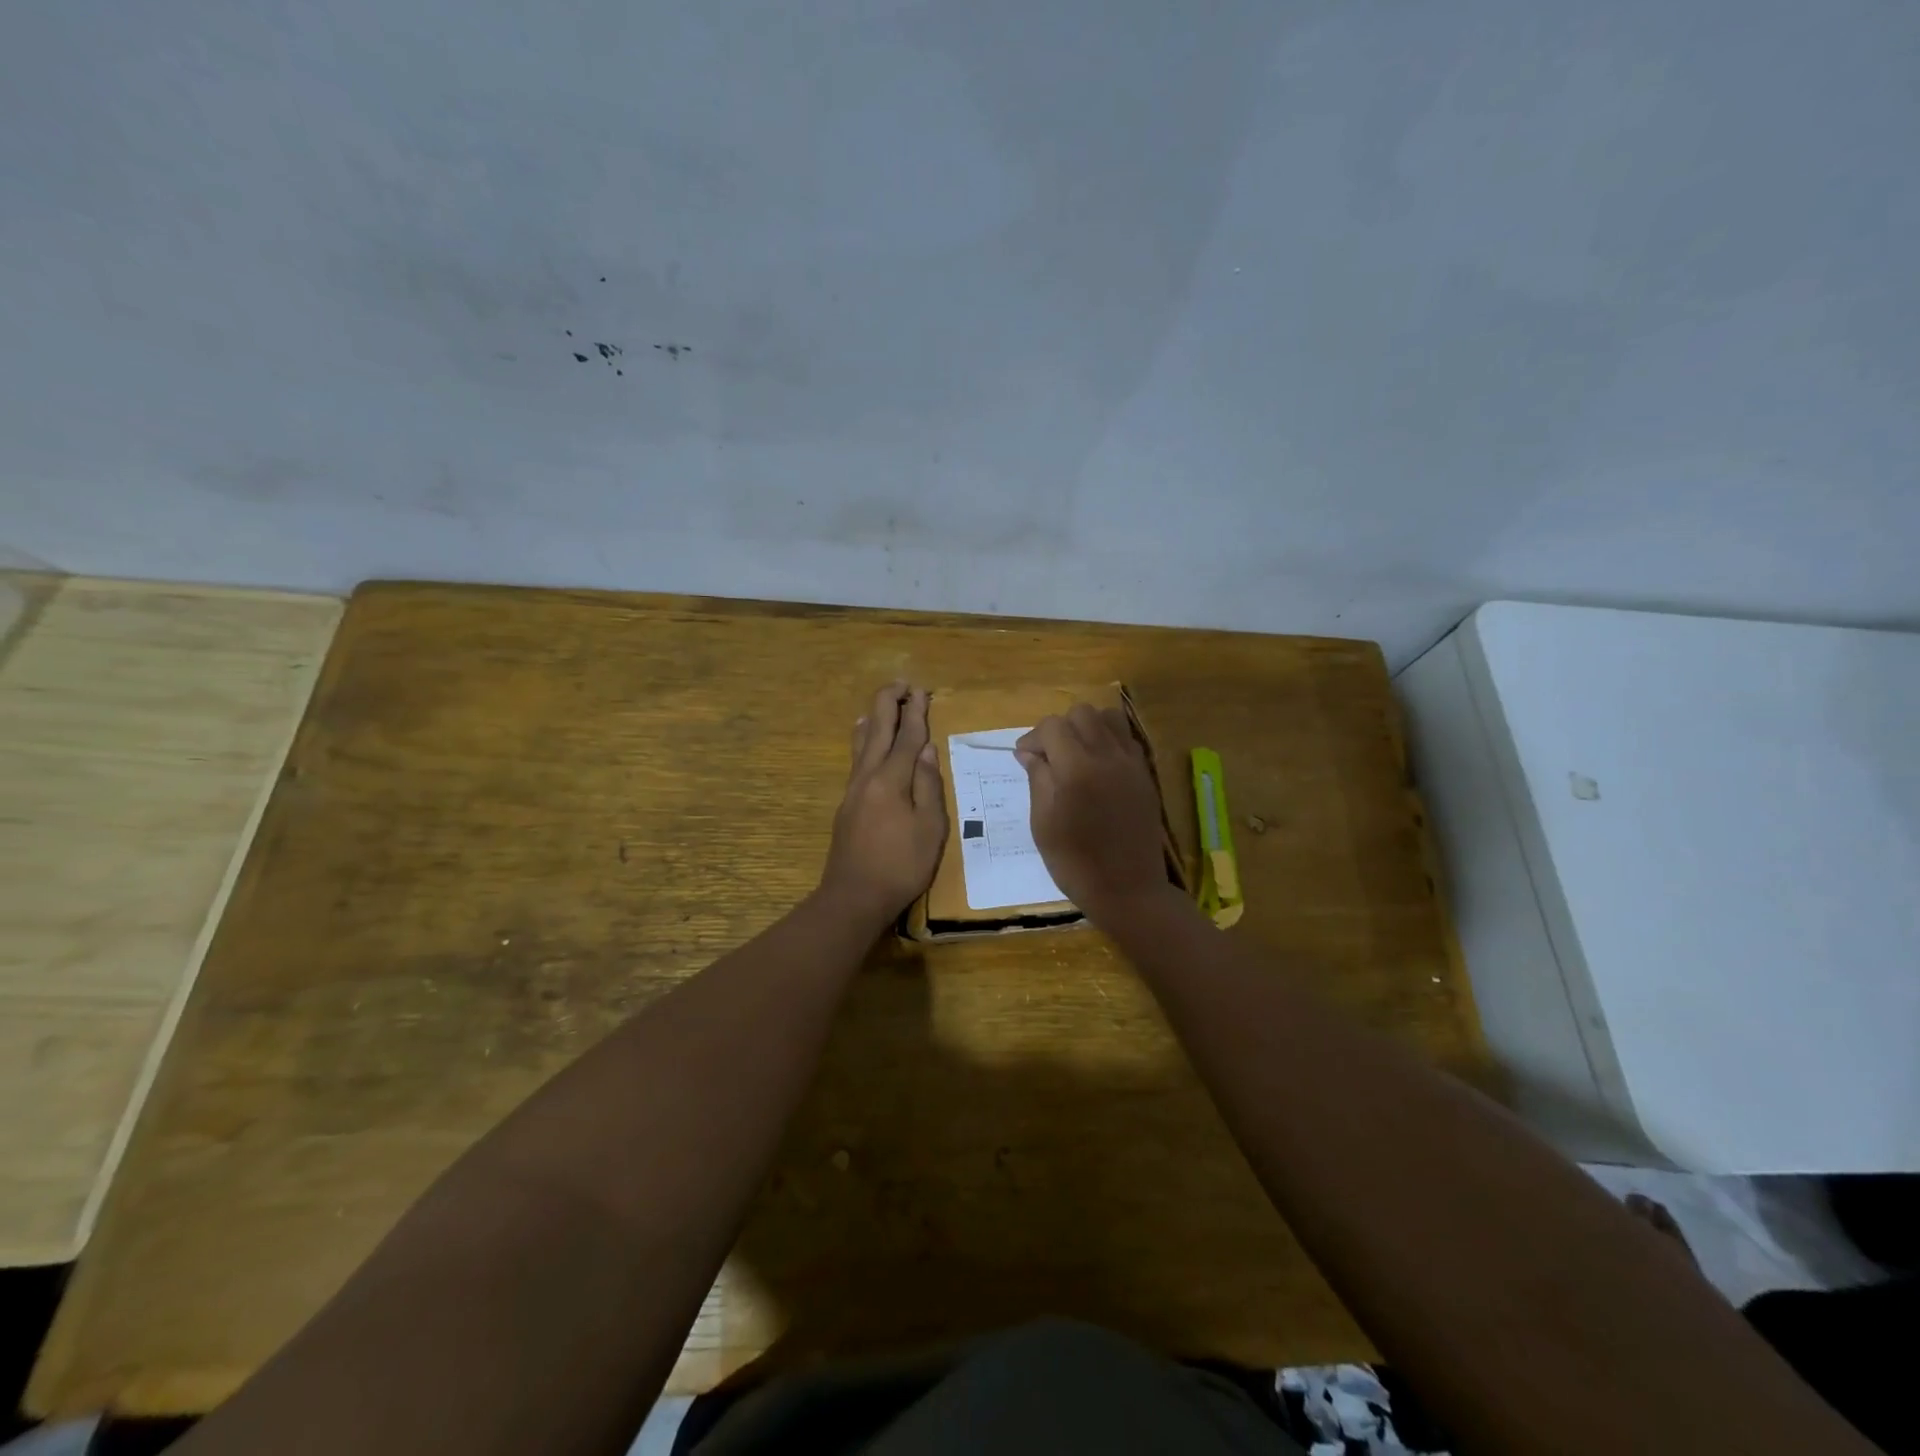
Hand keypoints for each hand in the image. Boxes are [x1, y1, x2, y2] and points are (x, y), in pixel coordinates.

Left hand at [818, 683, 947, 926]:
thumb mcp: (930, 827)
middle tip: (903, 684)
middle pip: (877, 729)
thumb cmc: (901, 865)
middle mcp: (868, 775)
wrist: (854, 896)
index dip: (916, 712)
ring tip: (881, 703)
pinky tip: (863, 739)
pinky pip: (856, 758)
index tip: (922, 690)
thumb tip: (926, 748)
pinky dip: (863, 739)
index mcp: (891, 779)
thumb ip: (928, 784)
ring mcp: (853, 789)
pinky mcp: (847, 803)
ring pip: (862, 742)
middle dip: (890, 703)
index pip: (906, 736)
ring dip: (874, 717)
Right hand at [1016, 704, 1168, 924]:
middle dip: (1060, 728)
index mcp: (1077, 768)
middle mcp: (1107, 756)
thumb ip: (1037, 779)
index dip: (1033, 738)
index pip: (1052, 726)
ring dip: (1087, 727)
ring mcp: (1131, 763)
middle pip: (1081, 713)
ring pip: (1108, 717)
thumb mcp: (1043, 823)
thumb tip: (1029, 752)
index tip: (1024, 759)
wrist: (1128, 889)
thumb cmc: (1075, 863)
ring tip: (1075, 754)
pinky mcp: (1145, 774)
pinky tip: (1098, 766)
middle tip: (1049, 756)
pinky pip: (1126, 738)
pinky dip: (1108, 740)